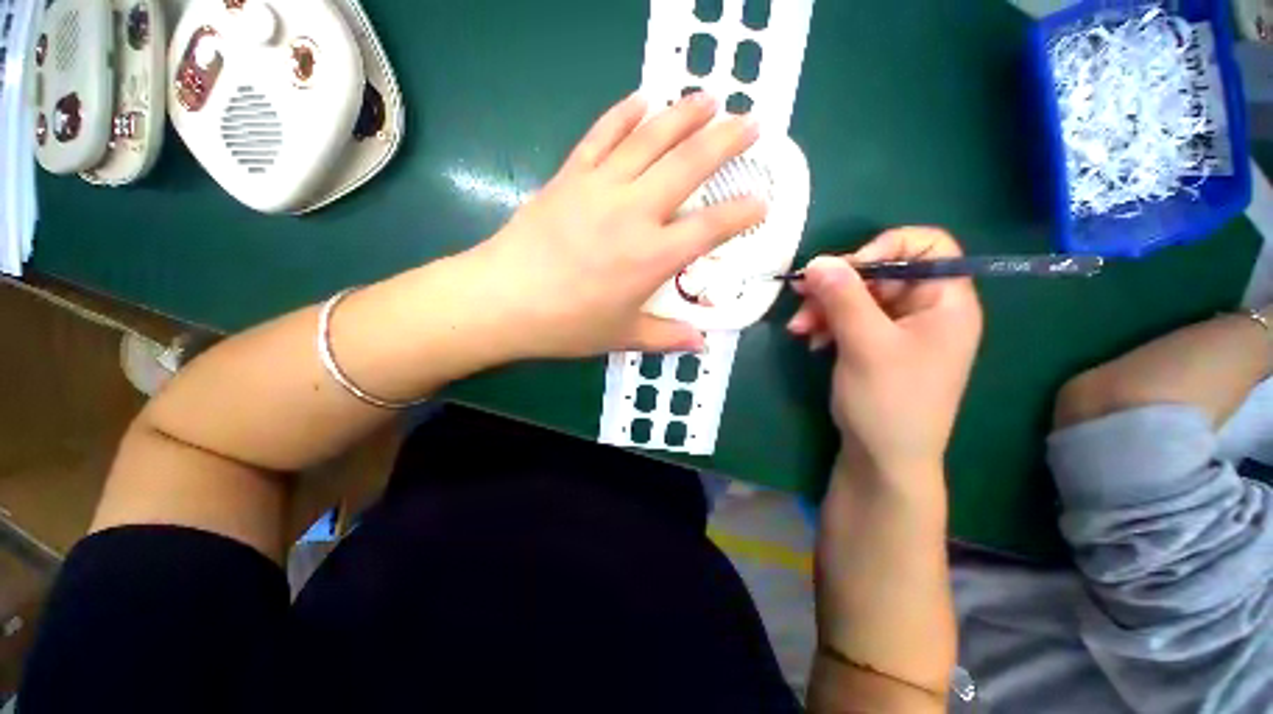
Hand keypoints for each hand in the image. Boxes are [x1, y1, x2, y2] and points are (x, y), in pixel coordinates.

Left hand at [464, 92, 764, 359]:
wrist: (504, 300)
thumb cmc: (568, 324)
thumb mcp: (623, 335)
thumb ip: (667, 337)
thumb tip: (702, 345)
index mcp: (653, 257)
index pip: (711, 227)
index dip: (742, 213)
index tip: (761, 202)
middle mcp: (635, 213)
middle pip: (689, 166)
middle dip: (726, 141)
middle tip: (751, 124)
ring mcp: (601, 187)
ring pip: (651, 139)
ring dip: (684, 115)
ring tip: (709, 99)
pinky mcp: (570, 176)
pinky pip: (601, 136)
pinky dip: (622, 114)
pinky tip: (641, 101)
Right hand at [788, 228, 982, 481]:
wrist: (883, 458)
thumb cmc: (888, 401)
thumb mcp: (865, 345)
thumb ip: (843, 297)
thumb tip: (817, 261)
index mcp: (945, 301)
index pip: (927, 245)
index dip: (885, 247)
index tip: (845, 270)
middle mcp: (926, 309)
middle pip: (882, 272)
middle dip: (837, 285)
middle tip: (801, 297)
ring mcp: (899, 329)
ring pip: (859, 296)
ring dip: (825, 307)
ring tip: (799, 328)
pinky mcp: (876, 345)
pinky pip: (850, 319)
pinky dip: (828, 324)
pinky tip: (812, 340)